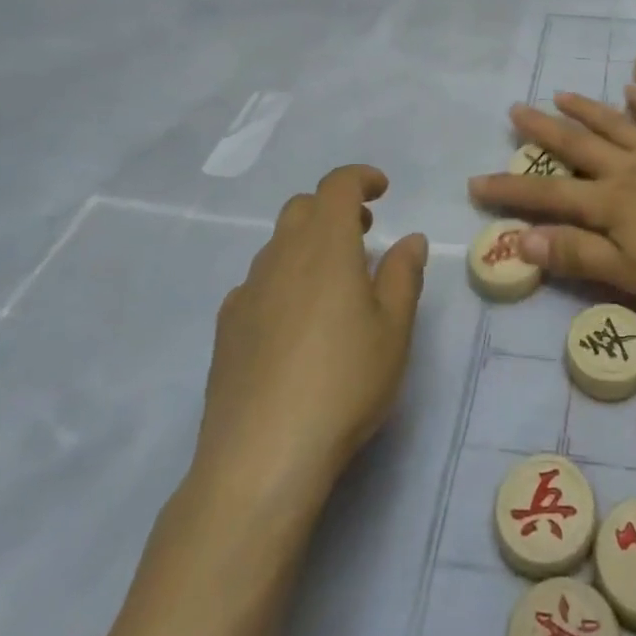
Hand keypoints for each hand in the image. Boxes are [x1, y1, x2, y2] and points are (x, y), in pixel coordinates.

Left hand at [194, 165, 427, 494]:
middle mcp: (281, 256)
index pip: (337, 186)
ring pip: (278, 245)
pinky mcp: (226, 328)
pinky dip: (283, 280)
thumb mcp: (394, 329)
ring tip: (334, 282)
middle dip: (334, 209)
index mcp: (325, 245)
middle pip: (302, 208)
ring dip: (308, 244)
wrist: (261, 458)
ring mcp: (247, 292)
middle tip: (364, 234)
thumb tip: (409, 239)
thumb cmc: (343, 382)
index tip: (382, 190)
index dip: (360, 178)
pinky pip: (258, 282)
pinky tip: (296, 322)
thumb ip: (403, 275)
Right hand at [467, 89, 635, 301]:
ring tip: (561, 94)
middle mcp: (626, 170)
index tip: (476, 181)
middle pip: (577, 146)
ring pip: (614, 126)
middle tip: (516, 109)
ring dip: (585, 109)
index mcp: (608, 203)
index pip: (548, 195)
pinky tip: (634, 90)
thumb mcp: (626, 270)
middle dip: (543, 130)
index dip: (511, 190)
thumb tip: (521, 240)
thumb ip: (575, 253)